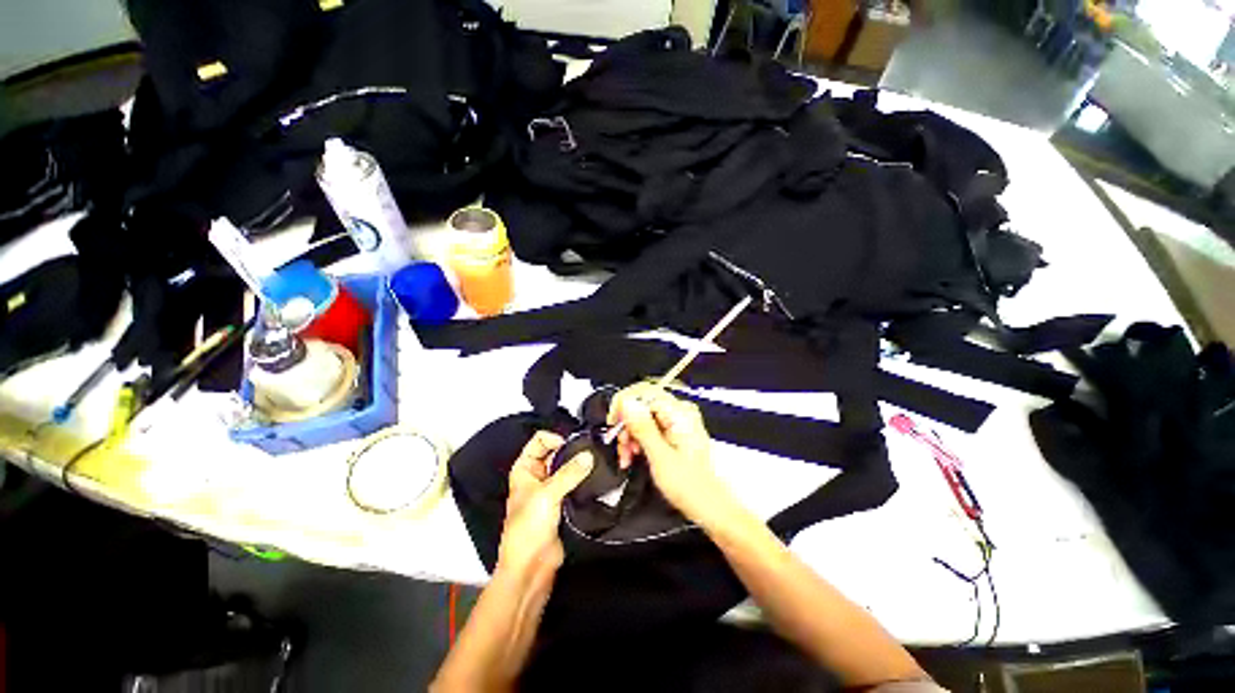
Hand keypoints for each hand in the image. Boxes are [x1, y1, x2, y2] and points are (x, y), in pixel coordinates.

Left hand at [496, 431, 593, 578]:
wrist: (530, 568)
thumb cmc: (528, 528)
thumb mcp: (546, 495)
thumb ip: (569, 473)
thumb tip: (590, 455)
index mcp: (525, 467)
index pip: (540, 440)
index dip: (556, 438)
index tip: (574, 445)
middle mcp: (538, 474)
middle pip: (556, 452)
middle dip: (573, 450)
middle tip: (594, 450)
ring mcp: (551, 488)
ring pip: (568, 468)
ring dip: (581, 465)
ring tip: (599, 462)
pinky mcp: (564, 501)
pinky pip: (575, 483)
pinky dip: (585, 479)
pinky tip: (599, 476)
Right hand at [608, 384, 734, 523]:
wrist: (707, 505)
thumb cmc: (690, 486)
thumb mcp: (660, 457)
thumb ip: (642, 427)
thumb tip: (627, 403)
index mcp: (680, 413)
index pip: (644, 392)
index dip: (623, 404)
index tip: (613, 422)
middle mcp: (679, 412)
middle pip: (641, 404)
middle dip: (626, 425)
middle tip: (621, 445)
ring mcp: (676, 420)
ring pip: (641, 416)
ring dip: (629, 434)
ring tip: (626, 455)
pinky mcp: (672, 430)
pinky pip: (647, 426)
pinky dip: (637, 439)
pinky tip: (633, 454)